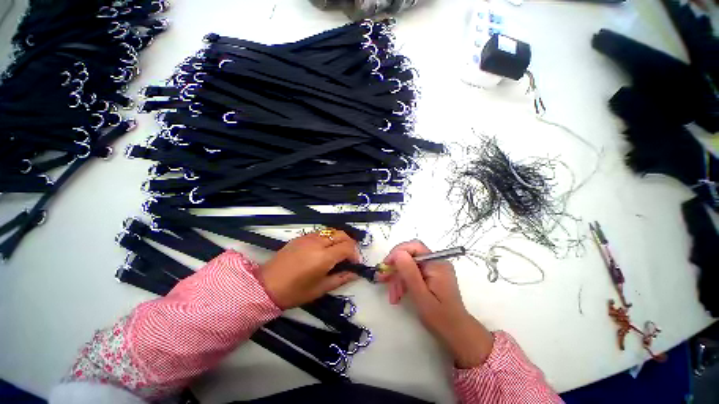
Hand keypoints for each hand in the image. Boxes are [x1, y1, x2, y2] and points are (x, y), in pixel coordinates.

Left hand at [259, 231, 359, 308]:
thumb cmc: (295, 292)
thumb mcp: (320, 288)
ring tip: (338, 252)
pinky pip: (321, 233)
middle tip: (348, 257)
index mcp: (323, 257)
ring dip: (339, 239)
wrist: (266, 286)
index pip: (347, 247)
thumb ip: (341, 278)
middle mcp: (318, 242)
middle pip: (342, 234)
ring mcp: (308, 237)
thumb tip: (355, 273)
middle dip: (350, 244)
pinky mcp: (301, 236)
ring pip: (332, 231)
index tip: (355, 264)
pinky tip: (324, 249)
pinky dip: (328, 238)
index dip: (355, 254)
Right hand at [379, 240, 494, 367]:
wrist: (456, 333)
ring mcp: (433, 269)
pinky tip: (398, 296)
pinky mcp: (430, 276)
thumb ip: (409, 272)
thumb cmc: (440, 317)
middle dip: (396, 269)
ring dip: (398, 279)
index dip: (398, 252)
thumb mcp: (421, 295)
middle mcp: (435, 262)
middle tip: (382, 280)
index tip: (386, 265)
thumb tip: (397, 253)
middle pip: (410, 257)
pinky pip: (413, 274)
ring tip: (393, 296)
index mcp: (436, 263)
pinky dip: (404, 283)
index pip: (415, 247)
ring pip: (409, 266)